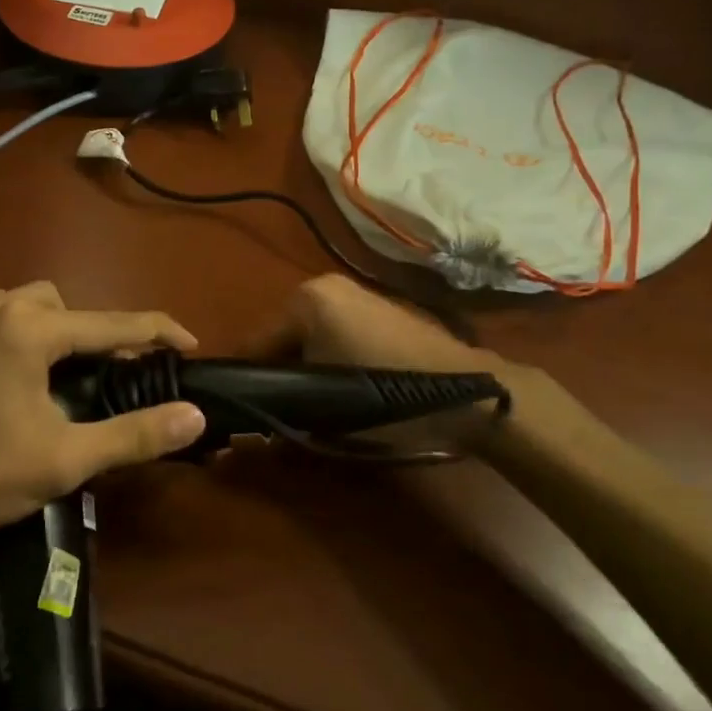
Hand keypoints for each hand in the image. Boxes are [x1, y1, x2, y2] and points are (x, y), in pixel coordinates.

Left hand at [0, 281, 206, 559]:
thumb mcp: (64, 459)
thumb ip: (133, 434)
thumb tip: (193, 415)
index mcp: (28, 329)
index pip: (110, 322)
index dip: (156, 330)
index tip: (188, 342)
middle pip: (62, 304)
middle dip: (89, 332)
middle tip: (101, 375)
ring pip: (16, 301)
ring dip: (43, 325)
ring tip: (48, 369)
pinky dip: (1, 327)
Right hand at [258, 276, 551, 455]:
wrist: (465, 390)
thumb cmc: (386, 392)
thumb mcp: (326, 406)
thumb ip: (282, 407)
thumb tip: (250, 424)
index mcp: (304, 301)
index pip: (255, 343)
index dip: (248, 381)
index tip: (246, 411)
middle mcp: (324, 286)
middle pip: (283, 335)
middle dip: (280, 370)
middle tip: (282, 409)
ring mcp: (355, 293)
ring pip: (310, 334)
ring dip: (307, 363)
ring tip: (314, 401)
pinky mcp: (379, 306)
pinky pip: (336, 330)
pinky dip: (331, 354)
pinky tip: (343, 383)